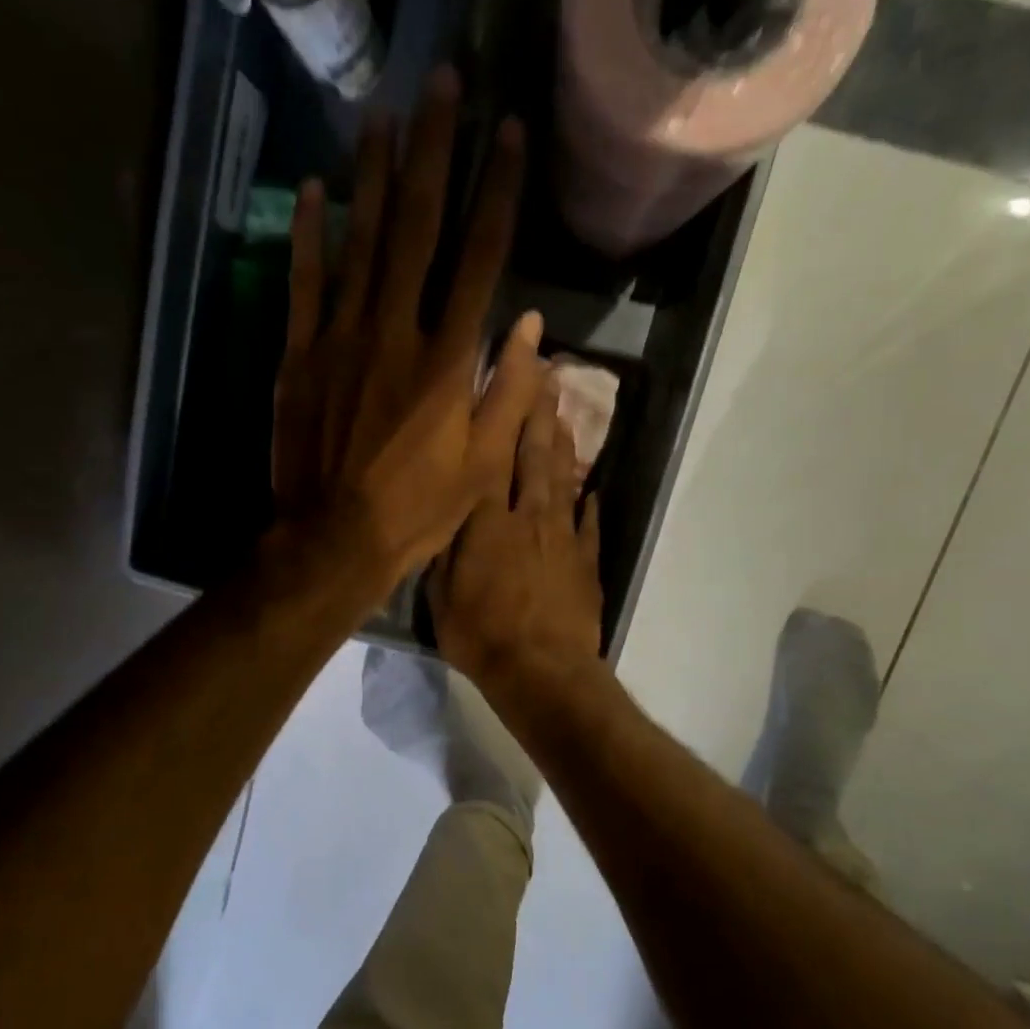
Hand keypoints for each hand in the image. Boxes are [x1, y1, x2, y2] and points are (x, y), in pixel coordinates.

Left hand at [272, 68, 545, 604]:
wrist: (333, 539)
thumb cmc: (417, 510)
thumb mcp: (483, 467)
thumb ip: (509, 393)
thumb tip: (529, 326)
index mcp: (447, 360)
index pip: (479, 257)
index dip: (496, 190)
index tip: (508, 132)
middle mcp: (396, 332)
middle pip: (418, 228)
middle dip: (432, 151)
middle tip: (440, 83)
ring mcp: (341, 338)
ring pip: (360, 242)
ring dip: (373, 174)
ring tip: (381, 112)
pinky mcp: (299, 355)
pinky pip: (303, 283)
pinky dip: (309, 235)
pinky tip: (315, 189)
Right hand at [429, 379, 604, 691]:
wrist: (542, 673)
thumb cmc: (480, 634)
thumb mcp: (439, 591)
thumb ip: (444, 543)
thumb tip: (447, 505)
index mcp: (487, 517)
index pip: (496, 444)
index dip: (507, 396)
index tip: (521, 355)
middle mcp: (529, 515)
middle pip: (536, 452)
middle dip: (541, 408)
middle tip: (548, 370)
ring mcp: (563, 537)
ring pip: (563, 479)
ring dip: (563, 444)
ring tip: (564, 414)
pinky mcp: (586, 562)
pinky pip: (587, 524)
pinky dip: (587, 502)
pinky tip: (589, 487)